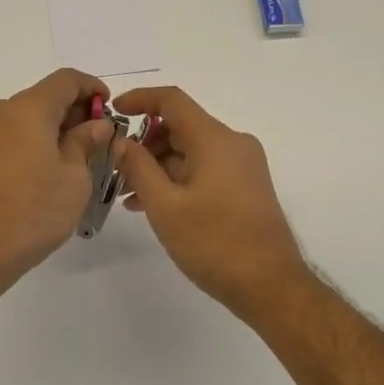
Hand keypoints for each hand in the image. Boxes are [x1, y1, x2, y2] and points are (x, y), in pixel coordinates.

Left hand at [0, 68, 112, 293]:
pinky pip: (9, 137)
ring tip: (76, 162)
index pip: (66, 80)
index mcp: (27, 108)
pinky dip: (32, 144)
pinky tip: (47, 173)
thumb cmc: (32, 212)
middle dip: (74, 113)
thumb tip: (96, 125)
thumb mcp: (74, 179)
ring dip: (53, 131)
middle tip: (98, 141)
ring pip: (25, 119)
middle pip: (44, 98)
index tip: (110, 109)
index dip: (92, 88)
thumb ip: (86, 143)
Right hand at [111, 86, 307, 319]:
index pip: (172, 100)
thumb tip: (122, 141)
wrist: (269, 284)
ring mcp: (243, 165)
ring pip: (192, 151)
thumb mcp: (165, 206)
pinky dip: (179, 179)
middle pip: (181, 127)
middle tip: (116, 171)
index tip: (114, 111)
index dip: (140, 99)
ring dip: (159, 167)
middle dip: (145, 144)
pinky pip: (206, 169)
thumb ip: (138, 168)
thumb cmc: (213, 242)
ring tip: (129, 196)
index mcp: (214, 139)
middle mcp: (233, 143)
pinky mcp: (247, 186)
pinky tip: (155, 206)